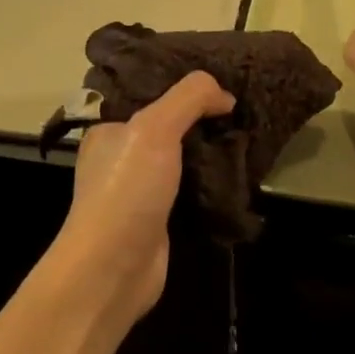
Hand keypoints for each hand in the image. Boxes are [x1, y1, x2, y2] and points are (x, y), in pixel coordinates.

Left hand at [56, 71, 233, 324]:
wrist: (112, 270)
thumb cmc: (127, 190)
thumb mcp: (156, 127)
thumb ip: (190, 98)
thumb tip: (226, 95)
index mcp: (109, 130)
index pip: (149, 96)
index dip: (184, 88)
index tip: (220, 83)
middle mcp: (121, 158)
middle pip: (170, 127)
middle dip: (202, 120)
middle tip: (239, 110)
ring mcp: (140, 191)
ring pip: (183, 160)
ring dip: (210, 152)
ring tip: (245, 138)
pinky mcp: (159, 220)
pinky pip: (191, 190)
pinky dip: (211, 183)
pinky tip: (236, 175)